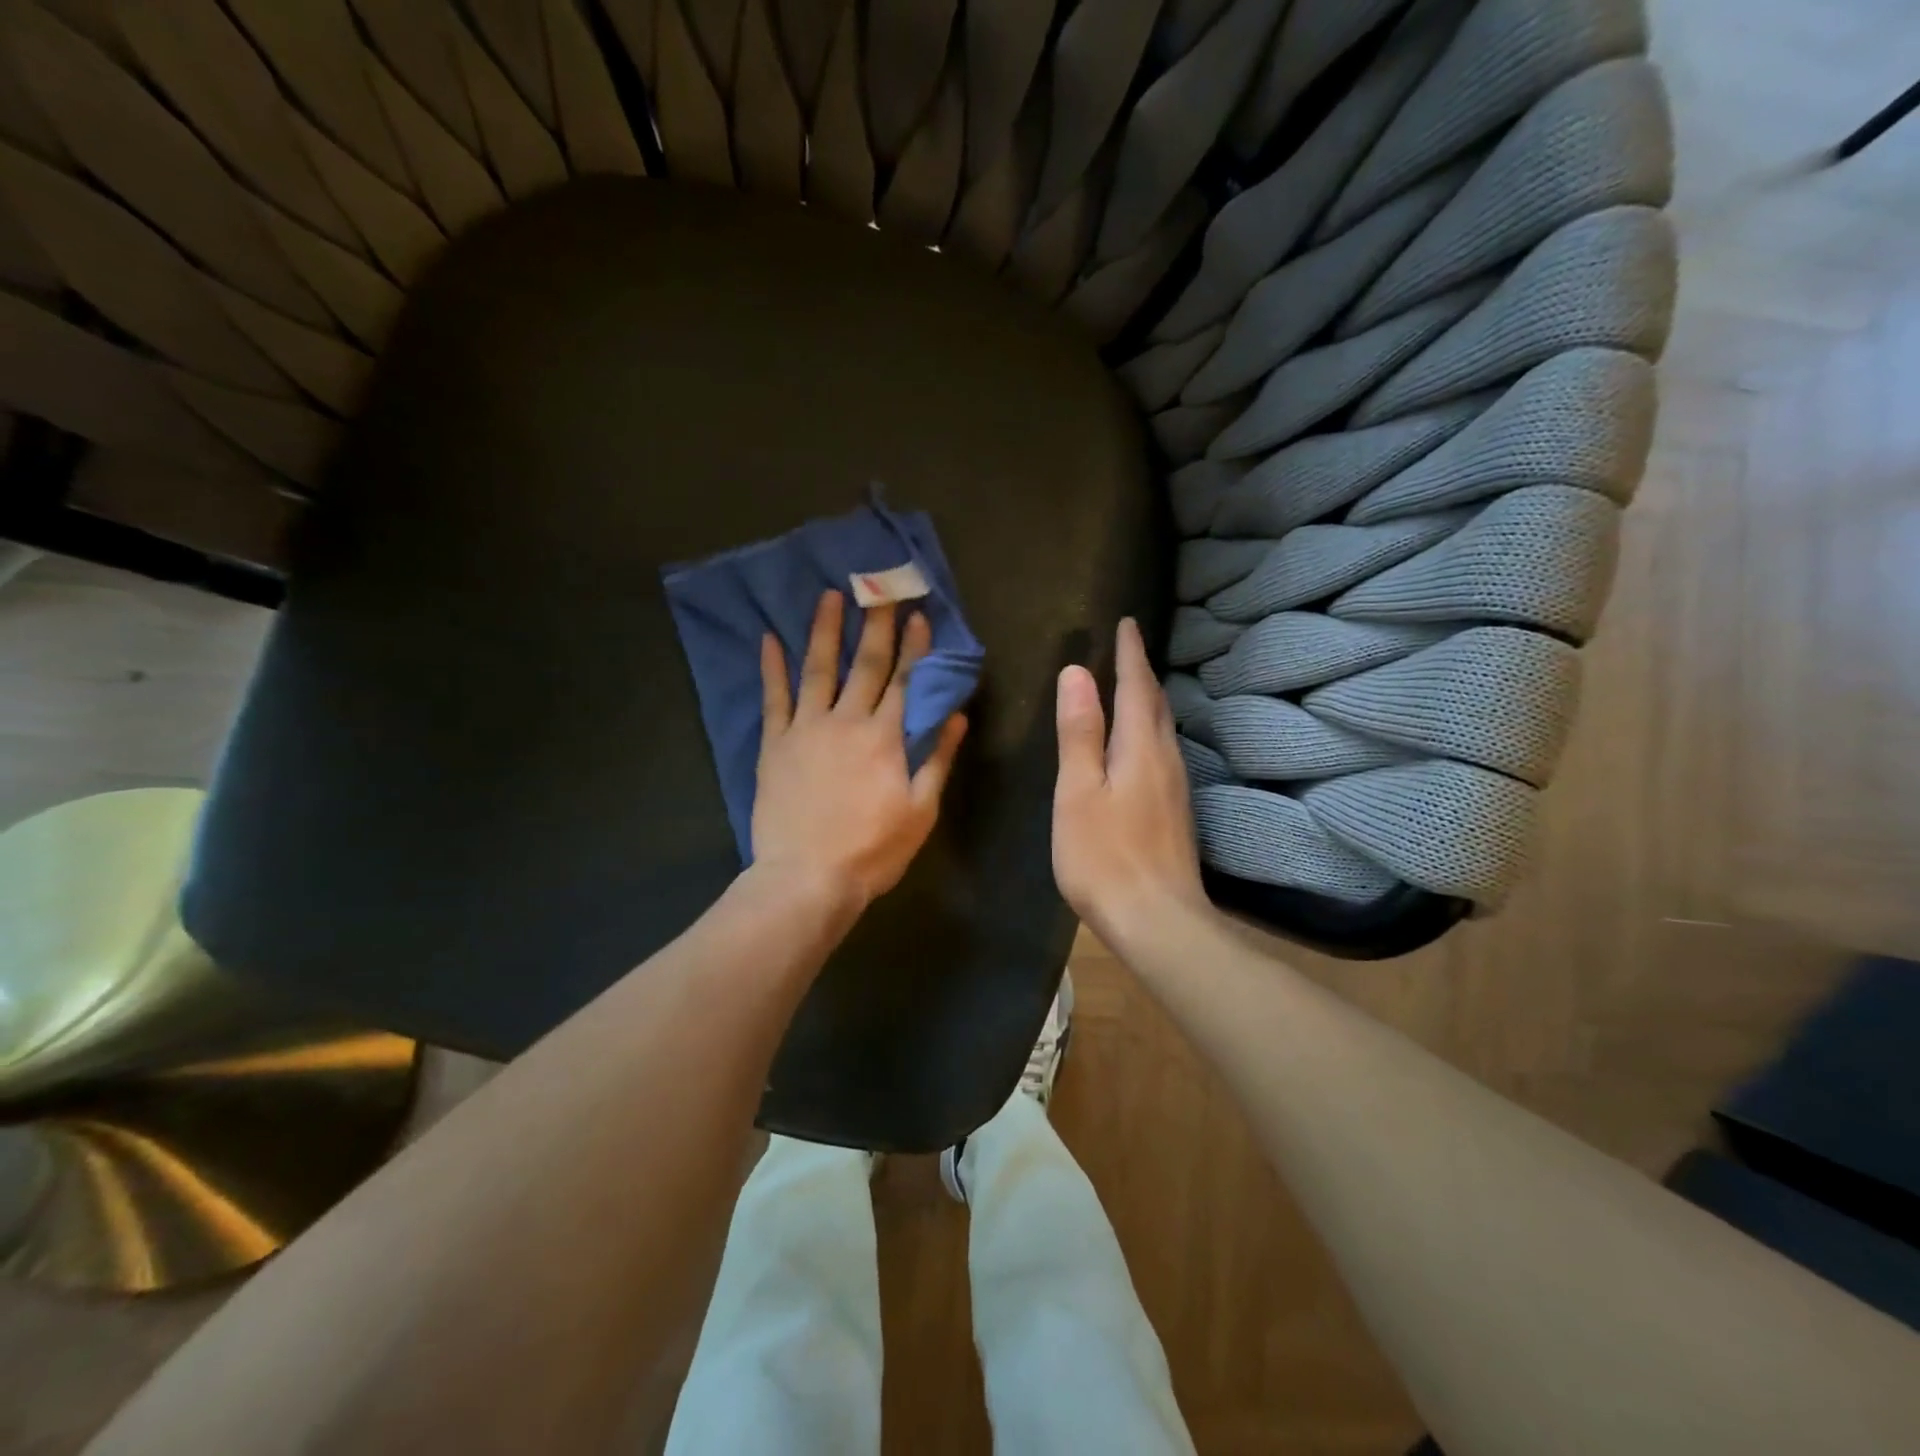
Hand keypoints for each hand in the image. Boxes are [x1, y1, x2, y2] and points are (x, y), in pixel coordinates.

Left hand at [753, 590, 966, 908]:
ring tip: (830, 595)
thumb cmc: (872, 850)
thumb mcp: (920, 810)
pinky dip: (772, 667)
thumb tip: (956, 715)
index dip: (913, 645)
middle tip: (879, 587)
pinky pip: (774, 698)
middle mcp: (847, 721)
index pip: (905, 680)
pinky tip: (770, 639)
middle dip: (876, 624)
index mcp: (885, 738)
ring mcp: (806, 729)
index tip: (918, 613)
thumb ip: (938, 759)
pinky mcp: (775, 745)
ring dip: (825, 630)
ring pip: (818, 669)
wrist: (807, 878)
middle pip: (865, 665)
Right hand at [1053, 619, 1209, 951]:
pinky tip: (1141, 744)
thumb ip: (1079, 733)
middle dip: (1142, 673)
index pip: (1137, 687)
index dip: (1130, 654)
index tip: (1127, 623)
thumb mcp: (1078, 791)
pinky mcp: (1176, 812)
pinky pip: (1163, 752)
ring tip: (1133, 687)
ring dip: (1149, 701)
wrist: (1157, 920)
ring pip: (1163, 729)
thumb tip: (1076, 673)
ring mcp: (1176, 788)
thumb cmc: (1104, 855)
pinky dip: (1150, 731)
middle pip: (1156, 705)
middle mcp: (1166, 759)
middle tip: (1129, 649)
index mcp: (1140, 748)